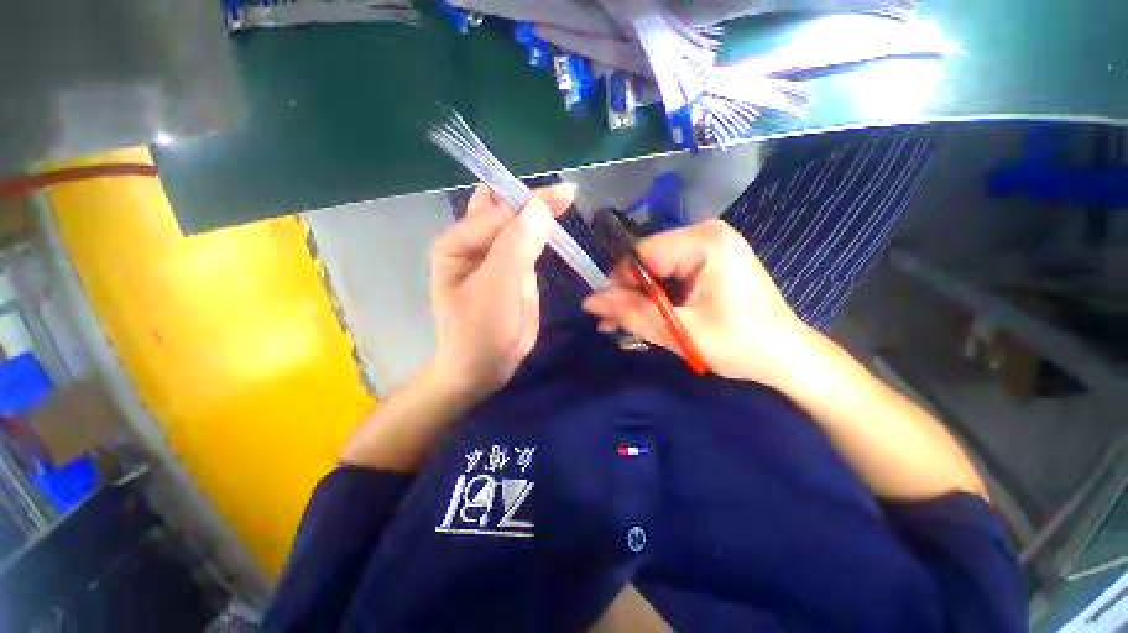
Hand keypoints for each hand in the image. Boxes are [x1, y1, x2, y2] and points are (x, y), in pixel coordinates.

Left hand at [429, 183, 575, 398]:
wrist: (484, 367)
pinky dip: (544, 235)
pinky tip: (556, 227)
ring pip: (520, 225)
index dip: (532, 202)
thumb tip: (541, 206)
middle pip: (505, 209)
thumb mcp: (497, 289)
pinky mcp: (513, 270)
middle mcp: (474, 243)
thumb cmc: (481, 331)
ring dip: (540, 215)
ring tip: (566, 201)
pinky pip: (529, 245)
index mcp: (458, 242)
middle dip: (534, 201)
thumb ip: (517, 247)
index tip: (568, 195)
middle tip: (567, 196)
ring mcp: (495, 256)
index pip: (498, 211)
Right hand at [583, 219, 808, 385]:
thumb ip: (634, 313)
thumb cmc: (742, 344)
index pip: (642, 255)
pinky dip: (655, 299)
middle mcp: (705, 234)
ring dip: (639, 300)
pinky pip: (669, 277)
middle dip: (629, 295)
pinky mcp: (707, 264)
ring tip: (623, 326)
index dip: (621, 285)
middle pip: (647, 262)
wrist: (786, 357)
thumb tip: (589, 301)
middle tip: (613, 325)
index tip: (610, 315)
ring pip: (654, 271)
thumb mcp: (682, 332)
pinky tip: (645, 318)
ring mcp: (707, 247)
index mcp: (706, 242)